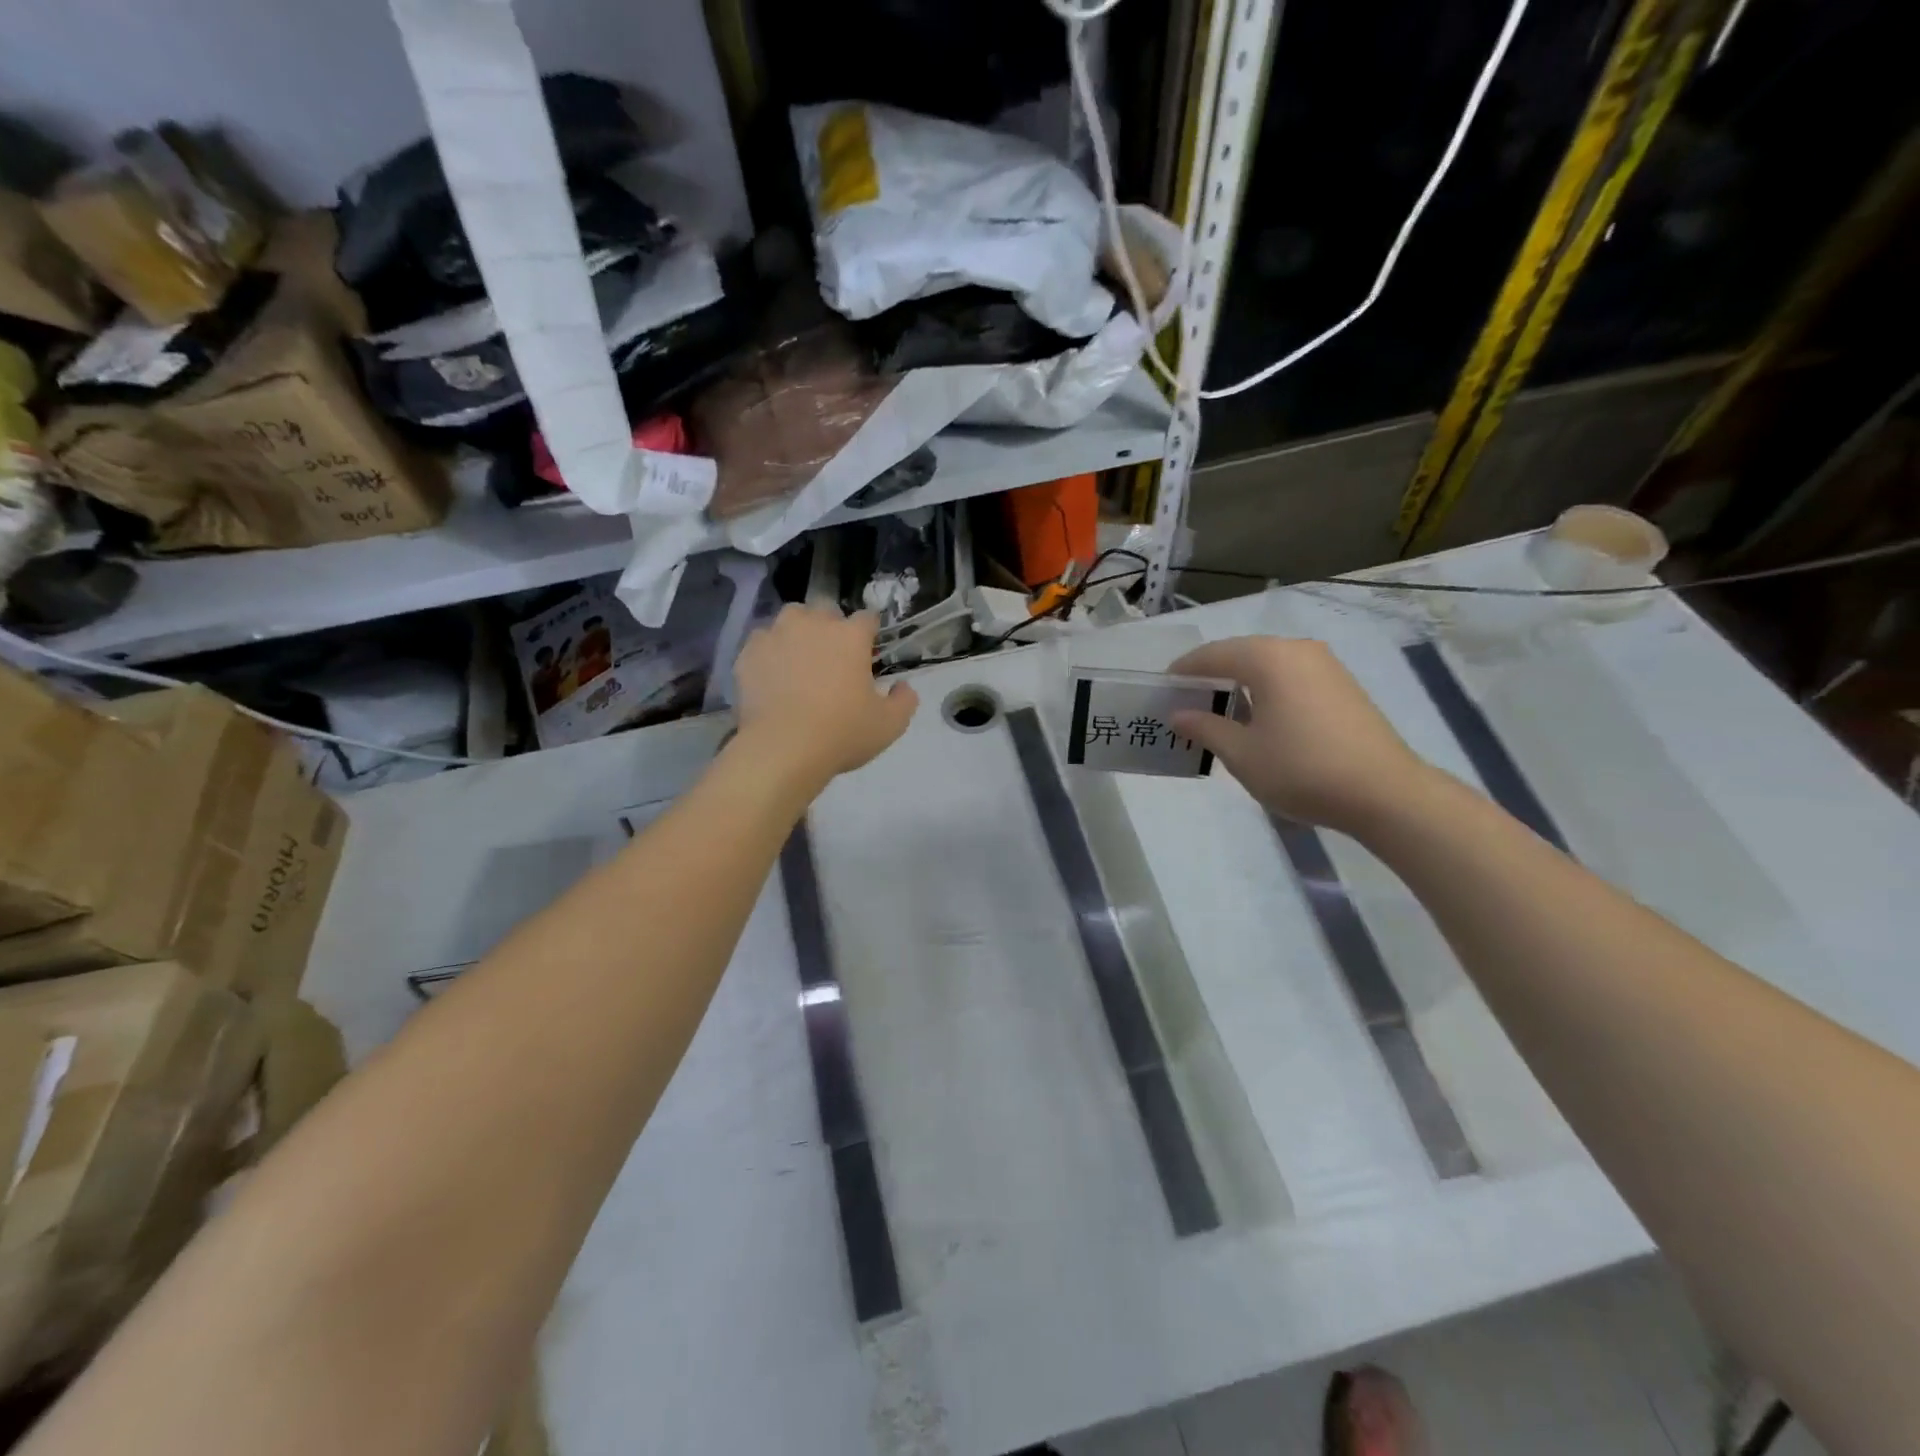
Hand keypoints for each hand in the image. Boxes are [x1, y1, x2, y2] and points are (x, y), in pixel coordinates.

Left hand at [732, 606, 917, 786]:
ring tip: (799, 660)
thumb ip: (904, 701)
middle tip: (832, 658)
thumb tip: (903, 687)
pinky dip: (769, 653)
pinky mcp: (748, 653)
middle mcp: (812, 624)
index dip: (869, 634)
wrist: (782, 749)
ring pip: (790, 619)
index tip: (868, 651)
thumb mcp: (890, 725)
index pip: (867, 618)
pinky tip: (772, 675)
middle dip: (830, 627)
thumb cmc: (842, 733)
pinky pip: (762, 642)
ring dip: (798, 632)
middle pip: (825, 610)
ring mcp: (776, 635)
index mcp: (850, 636)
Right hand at [1170, 636, 1428, 833]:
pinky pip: (1291, 678)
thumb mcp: (1242, 754)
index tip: (1164, 687)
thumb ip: (1205, 728)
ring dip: (1241, 683)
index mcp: (1269, 659)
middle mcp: (1298, 651)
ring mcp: (1326, 666)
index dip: (1185, 670)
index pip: (1214, 654)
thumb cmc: (1301, 769)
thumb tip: (1178, 714)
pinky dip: (1267, 690)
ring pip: (1269, 665)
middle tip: (1187, 700)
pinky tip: (1259, 719)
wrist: (1384, 793)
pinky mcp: (1343, 686)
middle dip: (1212, 674)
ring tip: (1219, 712)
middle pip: (1242, 654)